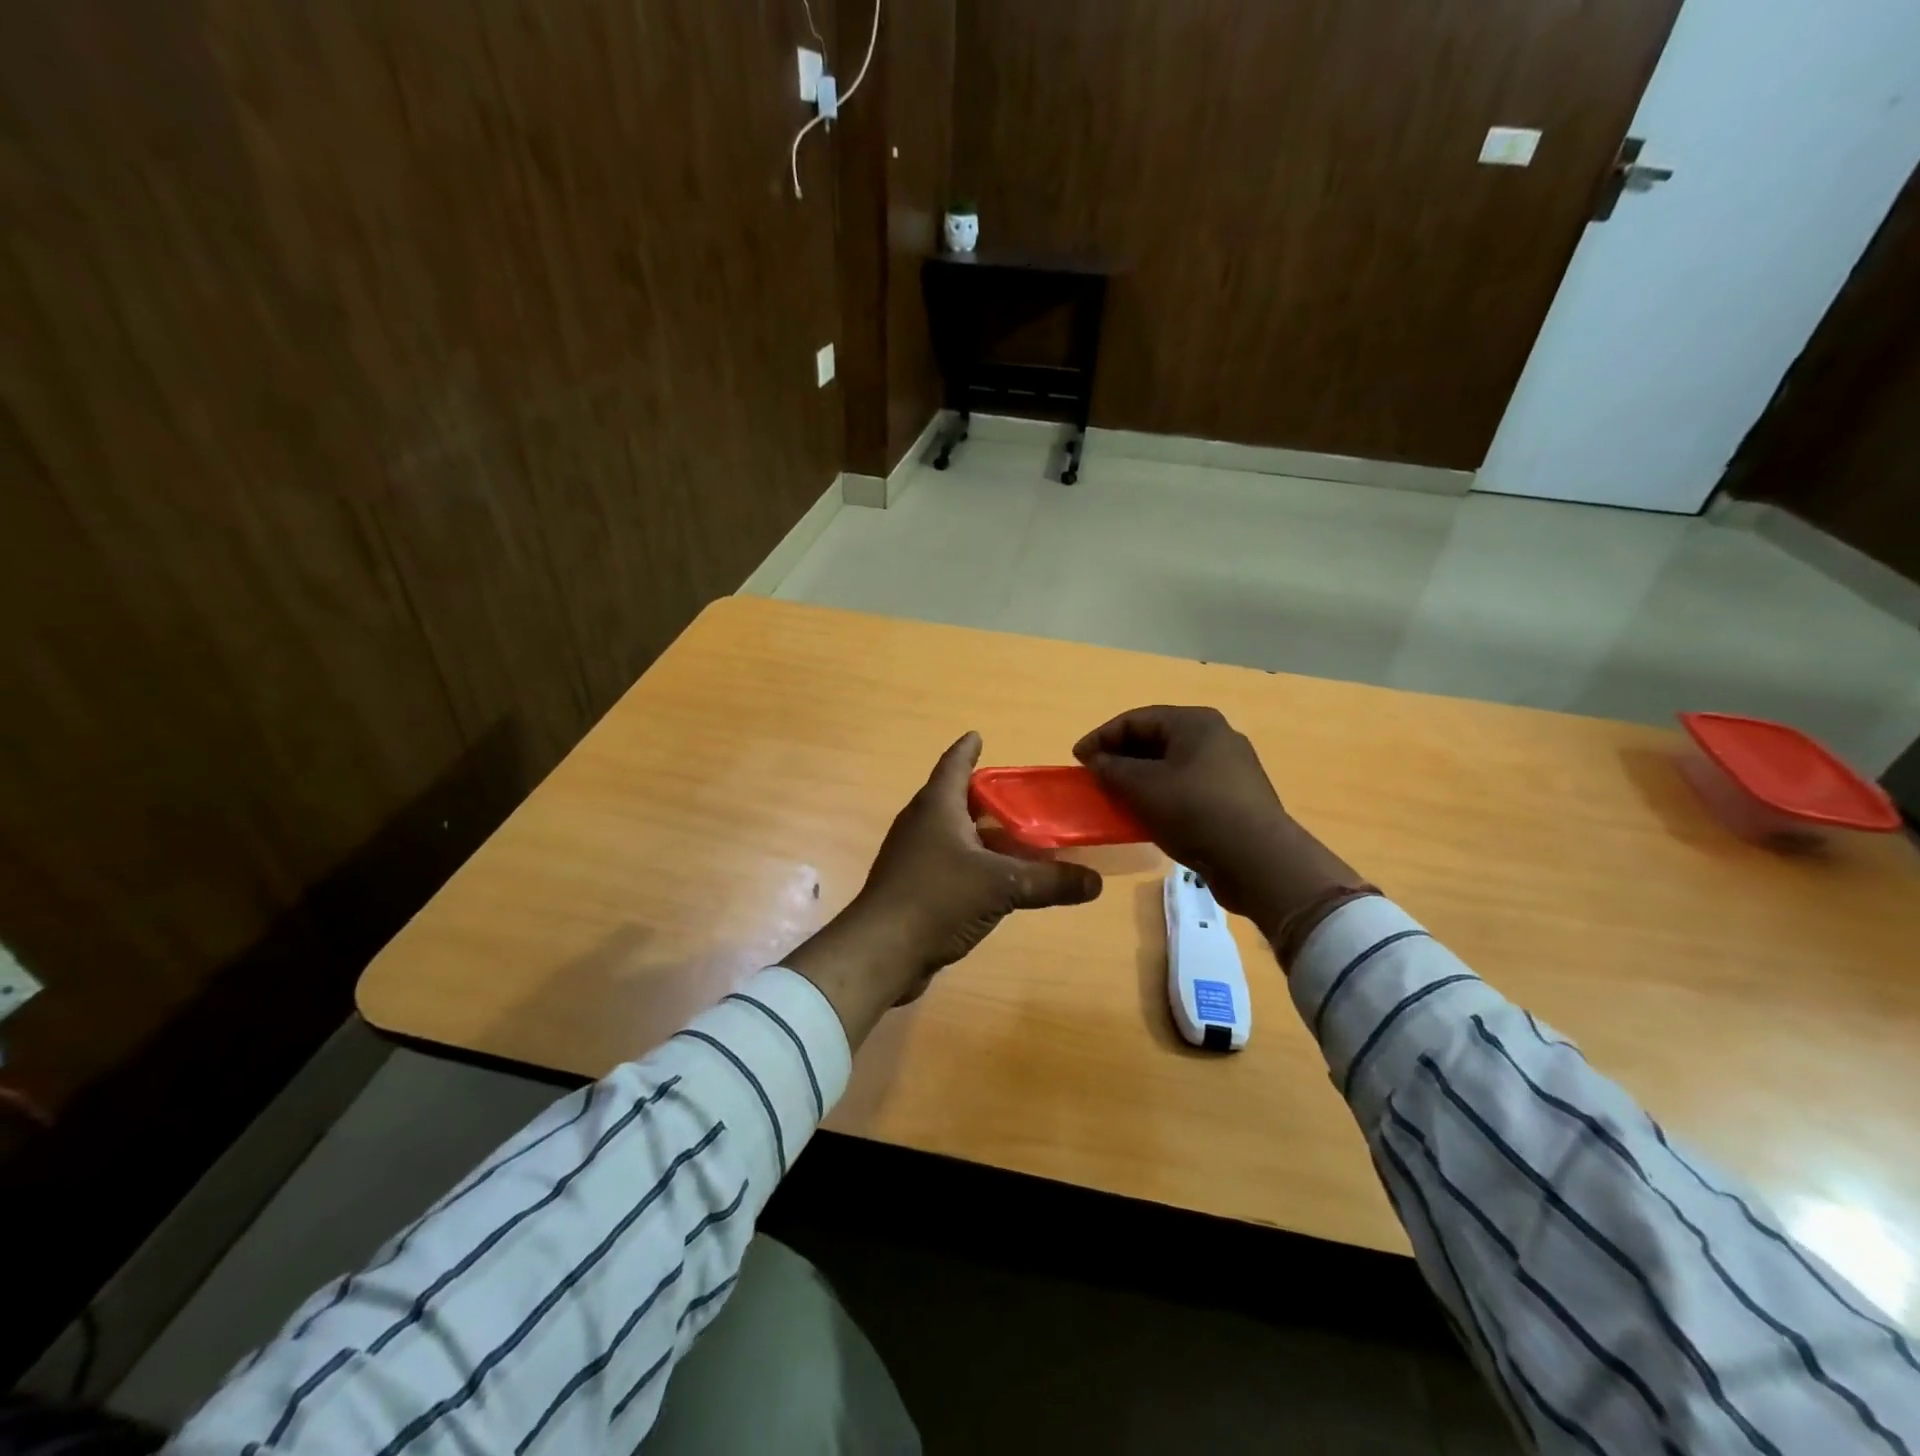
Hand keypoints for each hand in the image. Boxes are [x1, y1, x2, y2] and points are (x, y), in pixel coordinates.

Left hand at [786, 733, 1103, 1046]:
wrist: (881, 951)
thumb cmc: (937, 899)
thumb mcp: (1001, 886)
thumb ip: (1050, 881)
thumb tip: (1095, 881)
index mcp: (937, 807)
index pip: (954, 764)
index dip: (968, 749)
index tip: (979, 736)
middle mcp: (922, 824)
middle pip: (956, 798)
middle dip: (986, 795)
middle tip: (1021, 796)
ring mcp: (913, 856)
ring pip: (954, 833)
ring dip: (982, 833)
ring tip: (1018, 837)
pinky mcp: (913, 887)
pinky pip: (949, 863)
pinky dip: (974, 863)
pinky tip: (997, 880)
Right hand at [1074, 705, 1362, 935]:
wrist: (1257, 861)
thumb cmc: (1194, 811)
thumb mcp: (1142, 787)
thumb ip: (1111, 768)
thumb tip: (1096, 760)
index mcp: (1195, 723)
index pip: (1136, 718)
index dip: (1101, 737)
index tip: (1077, 760)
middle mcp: (1216, 737)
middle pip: (1155, 739)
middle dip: (1120, 757)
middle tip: (1095, 778)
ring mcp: (1229, 768)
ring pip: (1171, 765)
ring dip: (1139, 778)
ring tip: (1115, 798)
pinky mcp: (1234, 798)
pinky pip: (1187, 786)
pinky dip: (1161, 794)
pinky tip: (1146, 815)